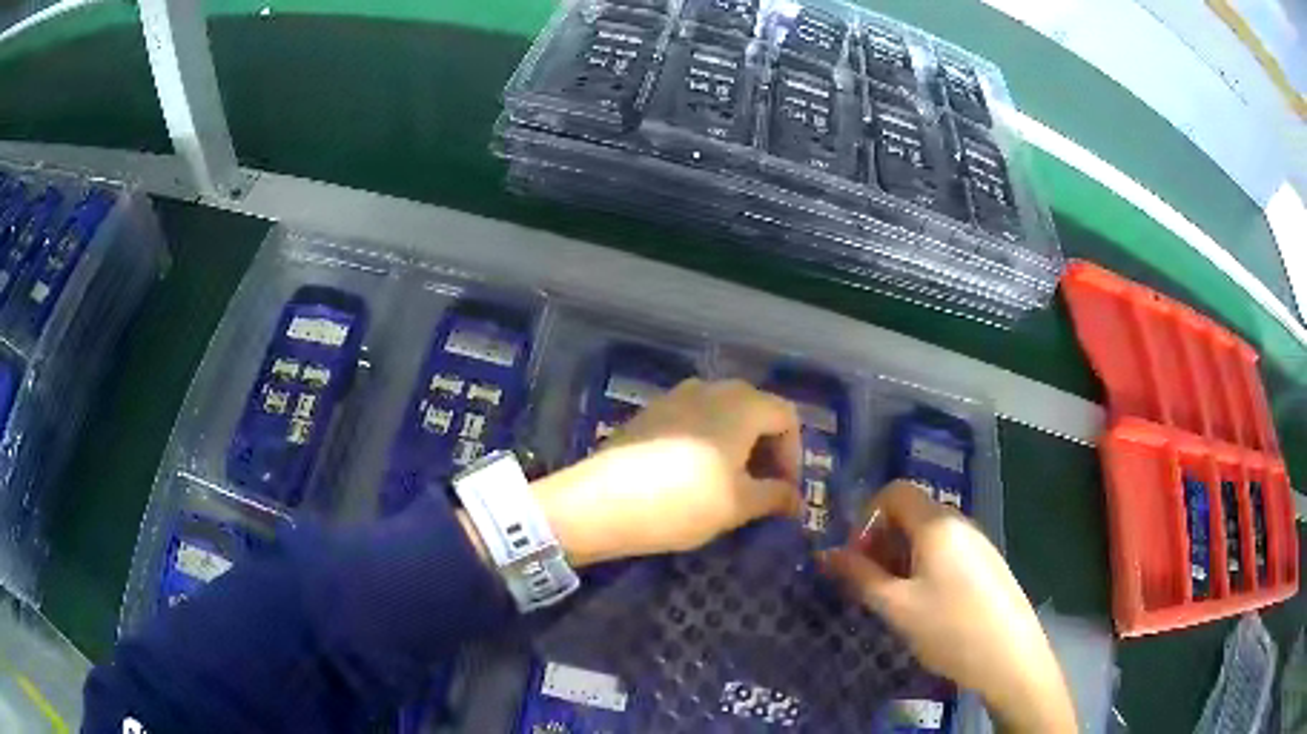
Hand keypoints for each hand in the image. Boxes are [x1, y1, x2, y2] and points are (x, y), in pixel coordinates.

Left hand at [532, 378, 803, 565]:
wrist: (601, 503)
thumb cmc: (683, 502)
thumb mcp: (739, 505)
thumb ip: (775, 496)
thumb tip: (795, 498)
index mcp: (741, 405)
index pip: (787, 417)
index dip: (794, 454)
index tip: (785, 491)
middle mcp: (711, 389)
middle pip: (756, 409)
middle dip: (767, 448)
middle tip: (763, 487)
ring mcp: (675, 396)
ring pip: (723, 413)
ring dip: (737, 444)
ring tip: (730, 483)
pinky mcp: (649, 413)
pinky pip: (693, 419)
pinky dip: (707, 441)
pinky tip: (693, 475)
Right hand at [821, 481, 1075, 733]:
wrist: (1010, 657)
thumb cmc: (949, 628)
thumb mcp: (896, 607)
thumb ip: (859, 576)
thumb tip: (826, 554)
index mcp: (936, 523)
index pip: (893, 491)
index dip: (866, 517)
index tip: (856, 557)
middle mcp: (959, 522)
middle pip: (911, 513)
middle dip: (882, 541)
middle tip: (870, 585)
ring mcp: (977, 542)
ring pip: (928, 535)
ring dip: (901, 558)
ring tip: (894, 601)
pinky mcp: (986, 563)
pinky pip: (946, 551)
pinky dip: (924, 568)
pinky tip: (925, 606)